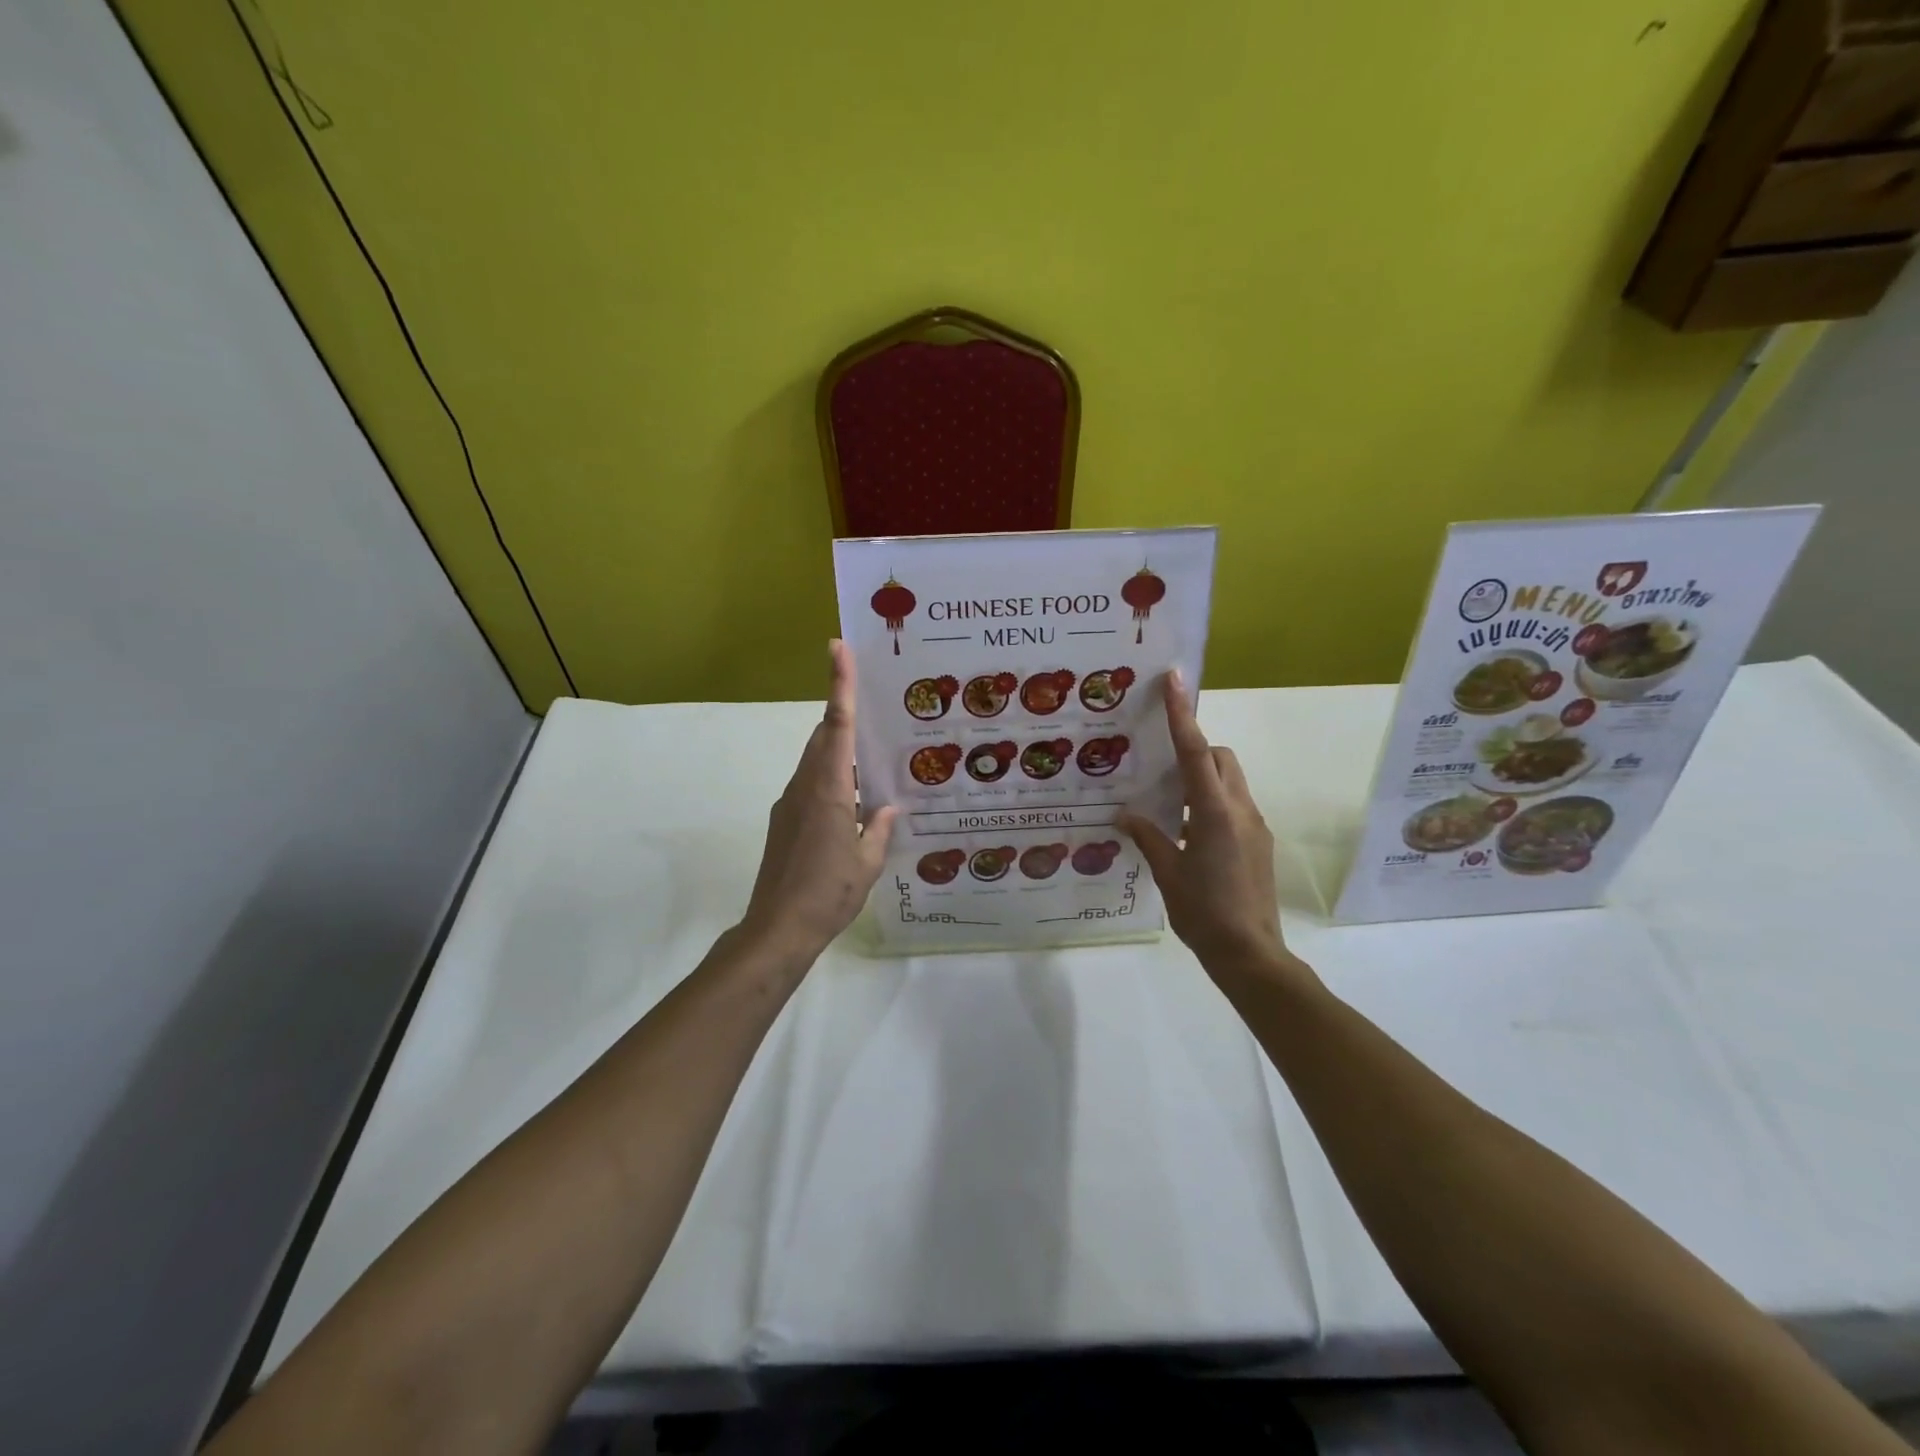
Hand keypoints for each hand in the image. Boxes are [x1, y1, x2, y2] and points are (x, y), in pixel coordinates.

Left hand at [740, 640, 896, 960]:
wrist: (778, 928)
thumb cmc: (829, 892)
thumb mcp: (868, 862)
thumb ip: (879, 829)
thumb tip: (887, 808)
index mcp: (829, 789)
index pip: (836, 725)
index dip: (839, 684)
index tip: (837, 648)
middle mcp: (805, 786)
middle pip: (824, 736)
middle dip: (841, 710)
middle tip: (870, 697)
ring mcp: (790, 803)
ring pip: (816, 760)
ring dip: (838, 747)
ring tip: (871, 751)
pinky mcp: (784, 820)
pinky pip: (810, 783)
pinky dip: (830, 777)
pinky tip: (853, 798)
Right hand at [1118, 672, 1294, 978]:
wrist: (1250, 954)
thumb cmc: (1204, 912)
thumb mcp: (1168, 872)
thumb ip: (1148, 836)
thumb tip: (1125, 814)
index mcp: (1215, 812)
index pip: (1196, 751)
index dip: (1183, 713)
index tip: (1174, 679)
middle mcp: (1240, 810)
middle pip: (1222, 758)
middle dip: (1196, 749)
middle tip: (1162, 768)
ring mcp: (1255, 826)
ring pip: (1230, 781)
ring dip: (1203, 780)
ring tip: (1171, 806)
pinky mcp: (1259, 843)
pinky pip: (1234, 806)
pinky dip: (1211, 804)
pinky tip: (1188, 834)